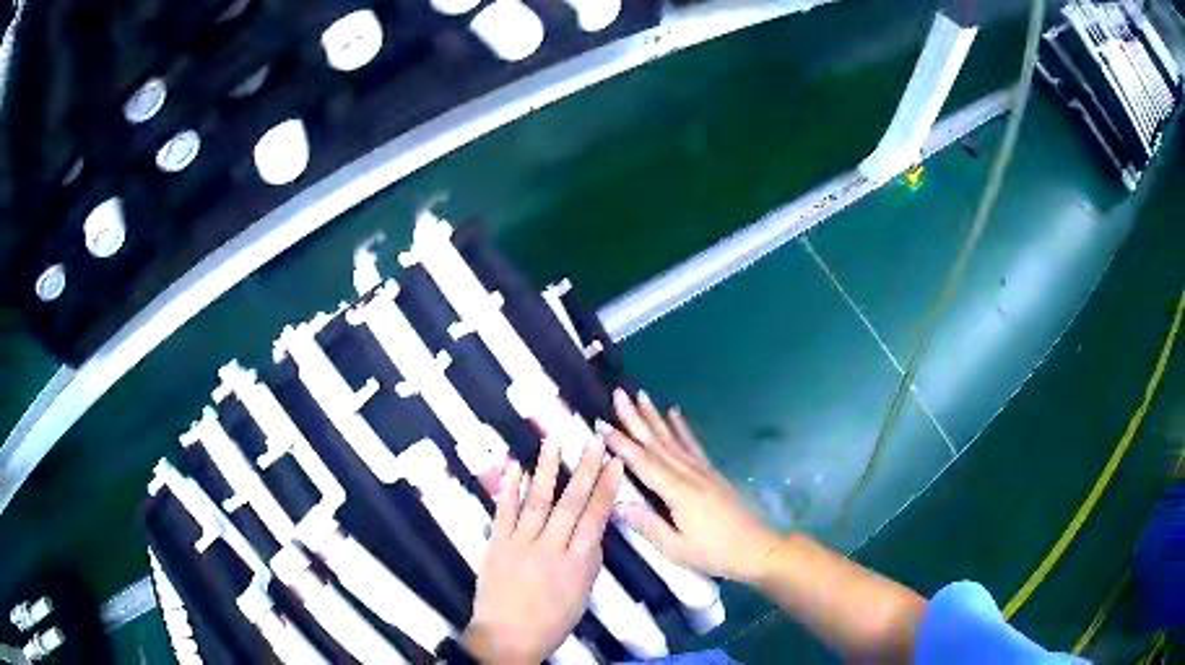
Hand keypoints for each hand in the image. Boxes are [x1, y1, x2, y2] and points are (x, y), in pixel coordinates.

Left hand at [461, 435, 624, 663]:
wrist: (506, 636)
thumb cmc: (552, 621)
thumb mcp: (582, 595)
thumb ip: (588, 560)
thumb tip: (593, 530)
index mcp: (575, 564)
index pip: (595, 518)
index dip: (606, 488)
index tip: (615, 463)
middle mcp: (548, 548)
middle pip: (570, 503)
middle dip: (585, 470)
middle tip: (595, 441)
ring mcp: (519, 544)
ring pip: (536, 501)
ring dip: (547, 468)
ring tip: (555, 440)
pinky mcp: (495, 545)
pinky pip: (503, 513)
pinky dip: (508, 489)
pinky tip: (514, 467)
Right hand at [603, 389, 782, 582]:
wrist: (756, 549)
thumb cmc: (714, 553)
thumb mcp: (677, 548)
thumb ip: (648, 525)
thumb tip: (616, 504)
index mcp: (678, 493)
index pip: (644, 464)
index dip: (622, 444)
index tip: (602, 424)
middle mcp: (690, 475)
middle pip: (657, 443)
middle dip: (636, 419)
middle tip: (619, 394)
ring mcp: (703, 471)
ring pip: (673, 439)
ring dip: (655, 417)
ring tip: (641, 395)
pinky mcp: (712, 473)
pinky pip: (693, 446)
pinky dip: (682, 428)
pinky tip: (675, 414)